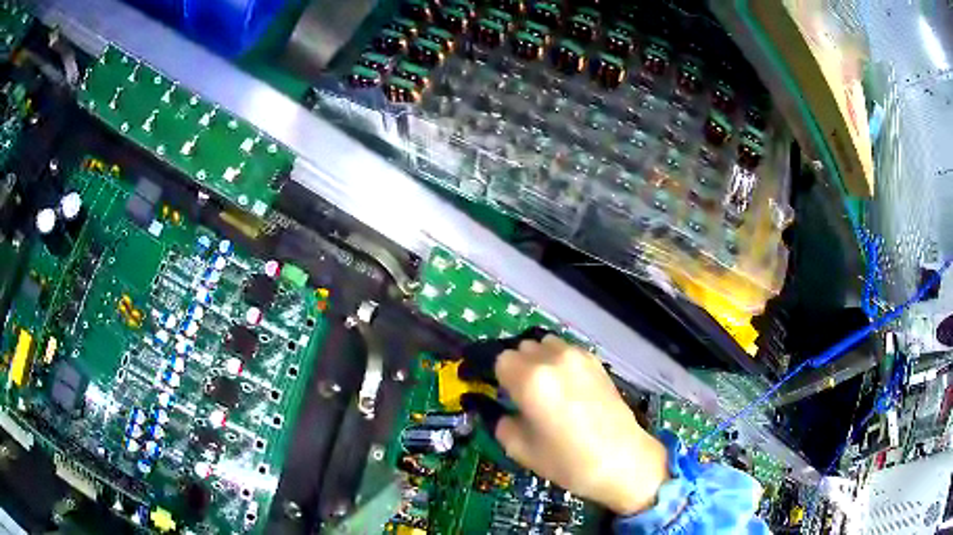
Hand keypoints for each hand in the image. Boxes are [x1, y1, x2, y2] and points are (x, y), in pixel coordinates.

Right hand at [484, 335, 669, 514]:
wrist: (622, 460)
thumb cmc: (567, 461)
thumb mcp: (520, 449)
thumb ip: (499, 422)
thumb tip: (495, 408)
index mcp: (530, 380)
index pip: (498, 360)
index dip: (493, 375)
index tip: (493, 390)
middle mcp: (553, 359)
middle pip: (520, 348)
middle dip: (514, 368)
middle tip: (517, 394)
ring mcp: (577, 356)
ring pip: (544, 344)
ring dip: (536, 360)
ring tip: (542, 386)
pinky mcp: (595, 361)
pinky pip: (566, 350)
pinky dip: (557, 361)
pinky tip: (564, 386)